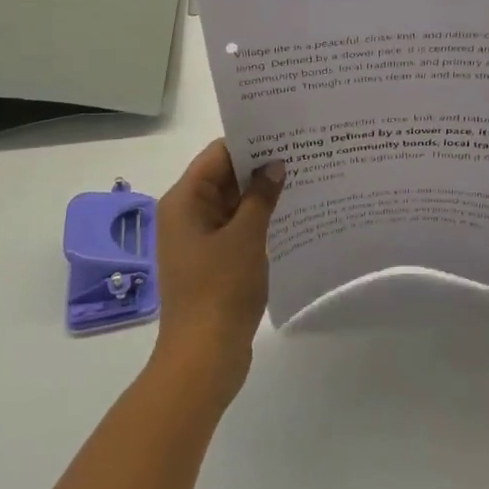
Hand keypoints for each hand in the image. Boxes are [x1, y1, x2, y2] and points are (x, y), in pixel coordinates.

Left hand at [152, 140, 284, 404]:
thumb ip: (260, 196)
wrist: (204, 357)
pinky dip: (258, 220)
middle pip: (224, 177)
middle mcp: (186, 214)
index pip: (218, 155)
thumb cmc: (221, 290)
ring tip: (304, 178)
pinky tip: (290, 215)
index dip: (250, 141)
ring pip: (232, 203)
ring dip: (261, 194)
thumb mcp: (246, 237)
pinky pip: (235, 228)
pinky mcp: (211, 261)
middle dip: (260, 166)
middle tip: (303, 152)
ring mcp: (198, 239)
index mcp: (184, 201)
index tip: (286, 132)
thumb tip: (275, 165)